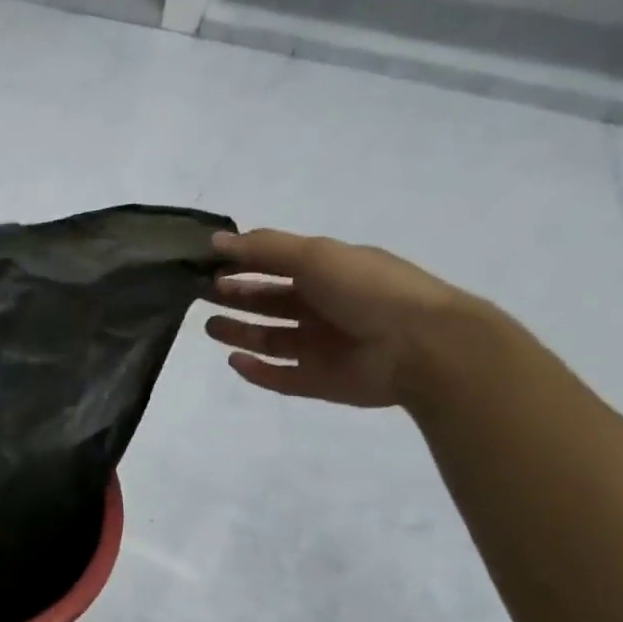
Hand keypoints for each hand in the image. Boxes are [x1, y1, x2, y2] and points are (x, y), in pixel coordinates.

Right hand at [204, 229, 466, 408]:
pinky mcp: (320, 381)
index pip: (276, 265)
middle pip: (270, 302)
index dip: (243, 263)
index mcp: (328, 273)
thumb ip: (263, 248)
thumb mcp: (314, 255)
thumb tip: (215, 240)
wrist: (421, 346)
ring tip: (210, 327)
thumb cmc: (367, 289)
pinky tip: (234, 360)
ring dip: (240, 333)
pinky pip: (280, 377)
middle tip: (201, 293)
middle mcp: (323, 308)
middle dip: (237, 297)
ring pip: (271, 339)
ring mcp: (322, 347)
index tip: (206, 264)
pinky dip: (256, 371)